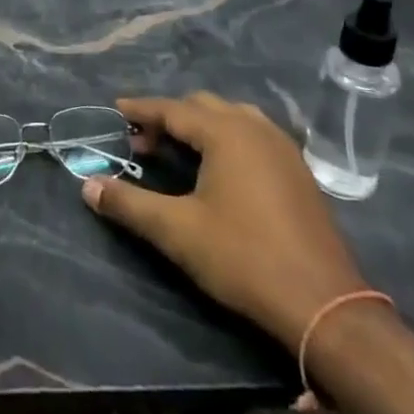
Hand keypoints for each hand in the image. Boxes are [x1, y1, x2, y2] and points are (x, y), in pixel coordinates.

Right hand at [82, 91, 368, 350]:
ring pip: (231, 117)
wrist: (325, 306)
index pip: (172, 109)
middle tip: (141, 141)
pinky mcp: (298, 171)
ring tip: (177, 150)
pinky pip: (254, 134)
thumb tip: (88, 187)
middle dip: (168, 117)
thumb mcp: (177, 232)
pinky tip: (219, 166)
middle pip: (202, 107)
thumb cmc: (244, 259)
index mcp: (226, 132)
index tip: (115, 110)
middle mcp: (256, 128)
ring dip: (200, 125)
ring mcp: (283, 148)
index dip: (141, 109)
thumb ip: (129, 204)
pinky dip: (227, 138)